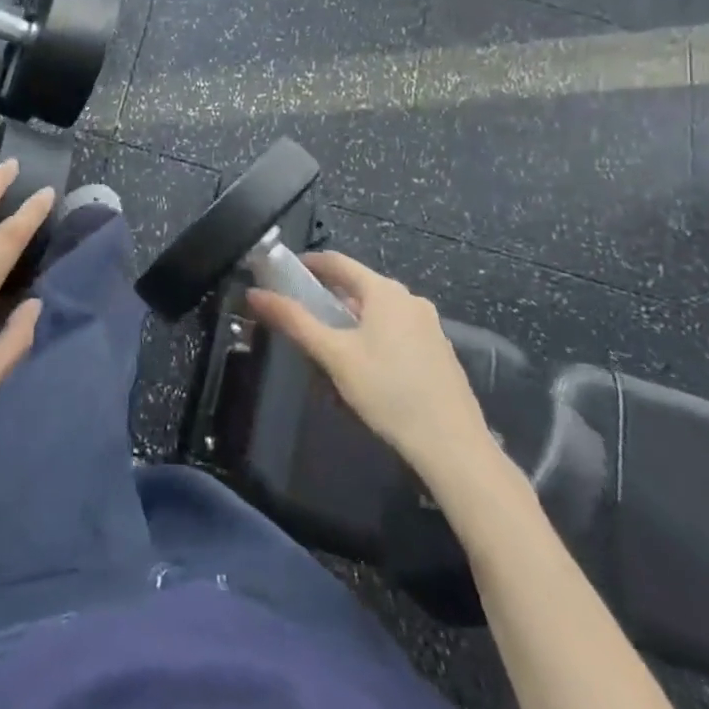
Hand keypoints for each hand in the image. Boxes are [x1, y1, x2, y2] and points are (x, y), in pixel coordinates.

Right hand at [247, 252, 509, 506]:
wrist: (453, 447)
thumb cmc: (388, 391)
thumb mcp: (334, 355)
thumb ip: (294, 320)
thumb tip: (255, 294)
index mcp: (384, 291)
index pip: (337, 261)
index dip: (307, 263)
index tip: (282, 274)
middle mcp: (409, 299)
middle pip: (359, 285)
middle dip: (327, 296)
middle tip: (300, 314)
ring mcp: (428, 325)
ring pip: (378, 310)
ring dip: (350, 319)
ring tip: (327, 344)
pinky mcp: (438, 352)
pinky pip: (396, 330)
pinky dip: (373, 336)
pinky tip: (364, 367)